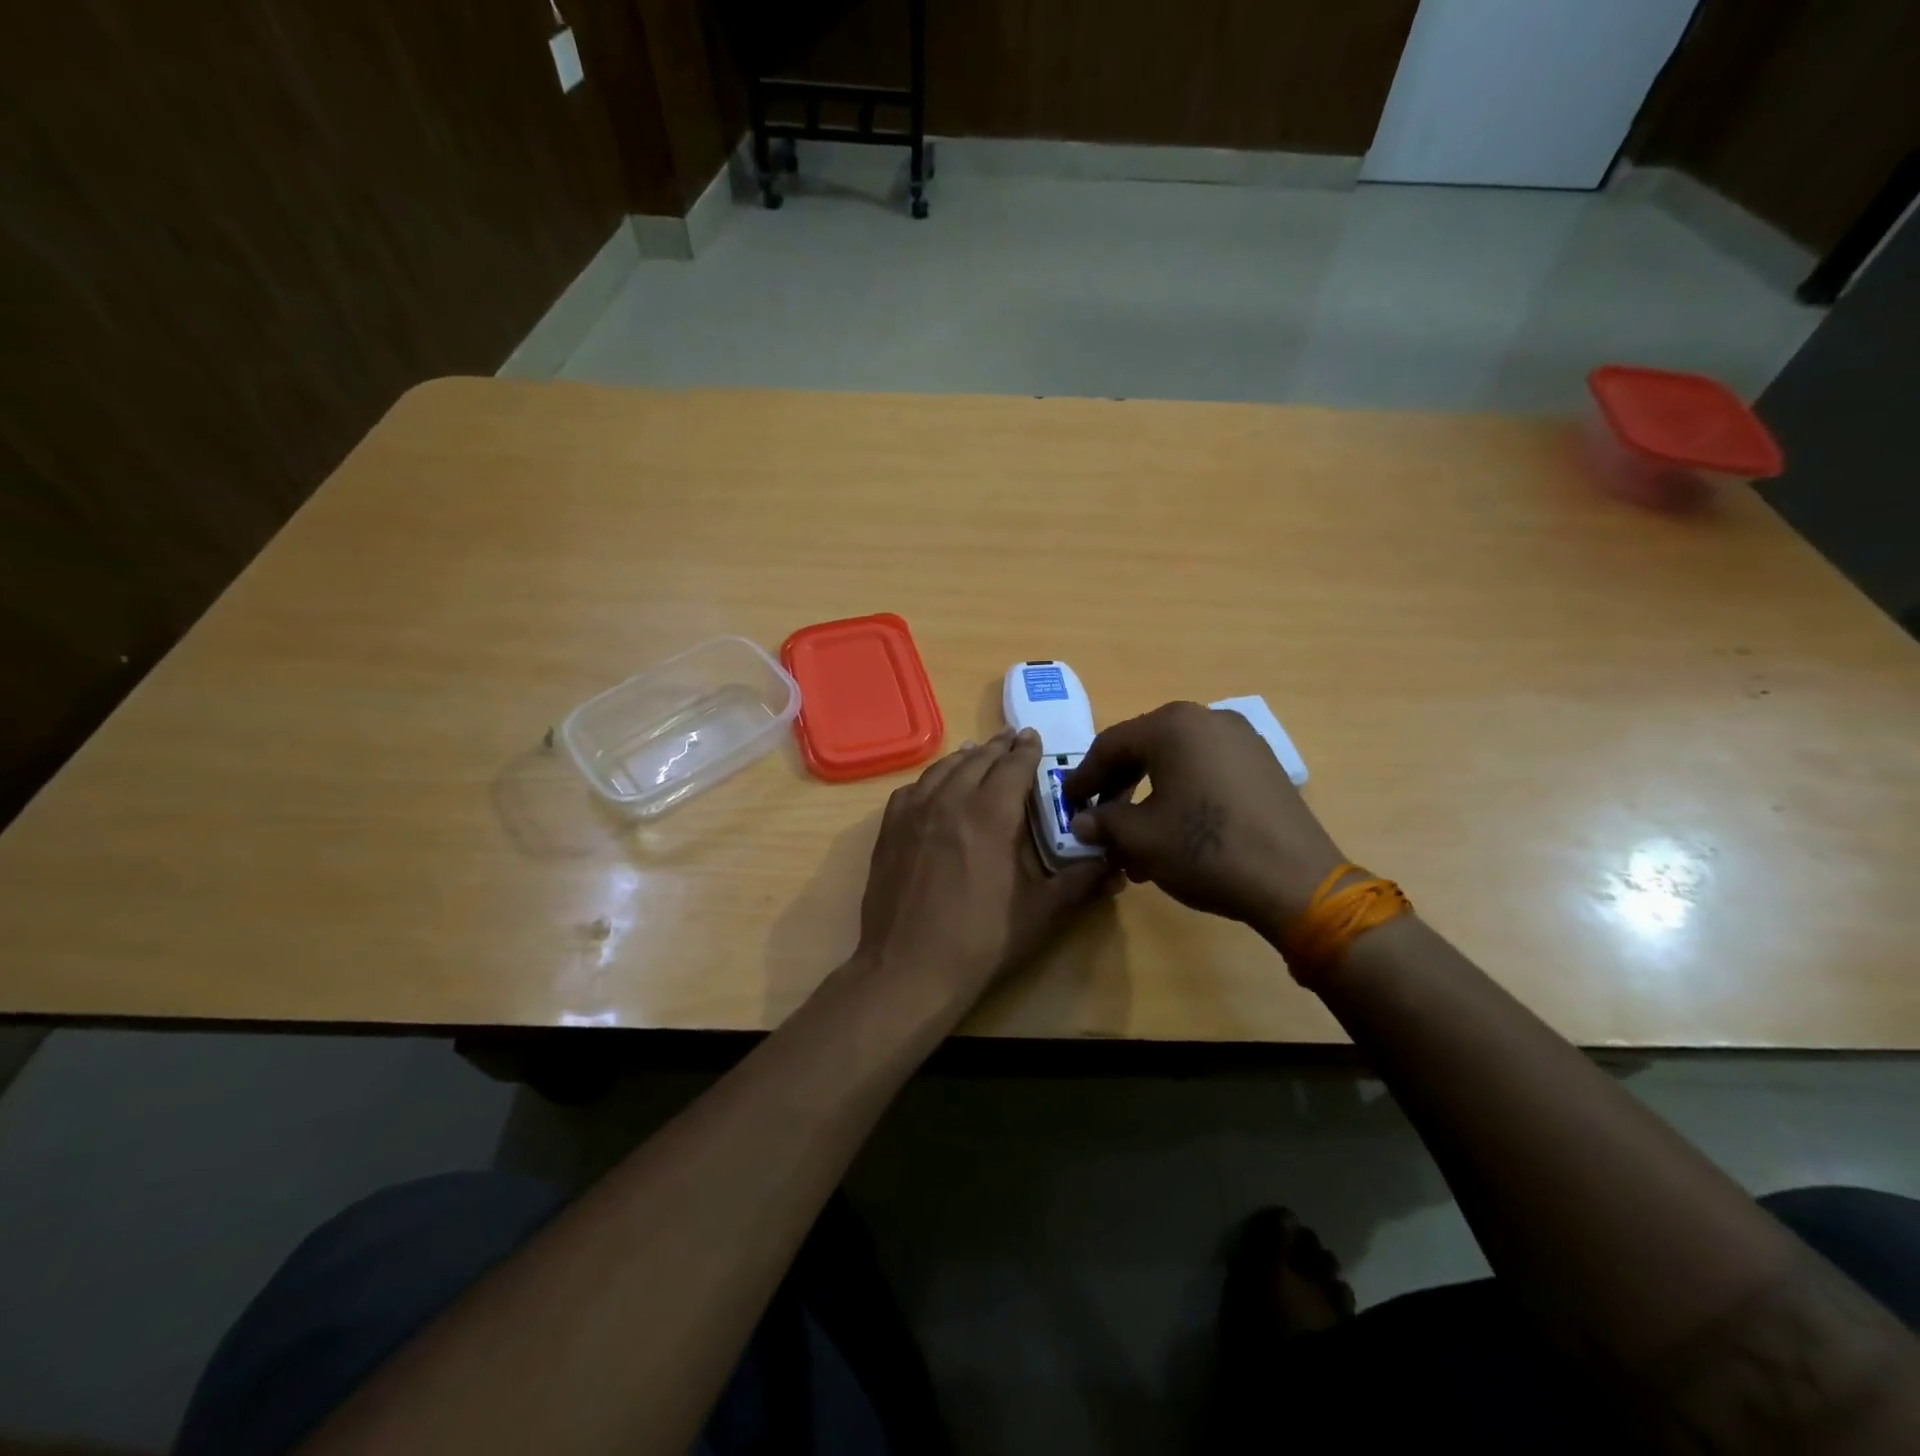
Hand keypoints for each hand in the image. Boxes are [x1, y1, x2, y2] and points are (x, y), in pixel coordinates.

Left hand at [856, 729, 1115, 1004]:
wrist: (907, 968)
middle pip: (978, 761)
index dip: (1026, 750)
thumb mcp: (1040, 914)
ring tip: (977, 752)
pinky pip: (912, 789)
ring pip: (943, 770)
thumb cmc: (980, 942)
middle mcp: (950, 801)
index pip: (1013, 767)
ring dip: (965, 758)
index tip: (1034, 737)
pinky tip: (935, 785)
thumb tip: (1117, 865)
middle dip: (998, 748)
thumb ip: (1079, 883)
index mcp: (991, 815)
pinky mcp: (889, 830)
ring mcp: (914, 813)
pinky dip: (931, 778)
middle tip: (1012, 739)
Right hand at [1062, 702, 1346, 938]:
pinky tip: (1175, 831)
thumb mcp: (1140, 838)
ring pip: (1177, 762)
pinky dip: (1182, 794)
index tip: (1067, 803)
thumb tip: (1082, 822)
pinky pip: (1207, 771)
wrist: (1296, 882)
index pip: (1110, 745)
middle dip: (1116, 786)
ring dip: (1148, 795)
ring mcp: (1241, 740)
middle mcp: (1207, 719)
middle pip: (1144, 748)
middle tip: (1099, 818)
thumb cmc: (1206, 850)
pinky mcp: (1263, 765)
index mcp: (1172, 726)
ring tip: (1136, 837)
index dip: (1083, 777)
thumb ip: (1103, 822)